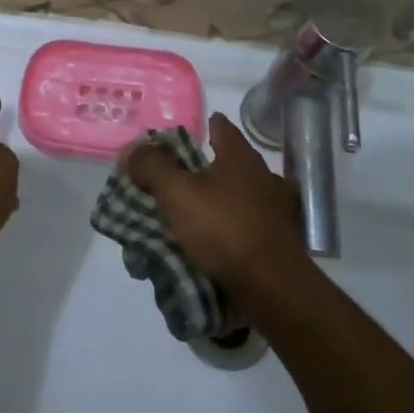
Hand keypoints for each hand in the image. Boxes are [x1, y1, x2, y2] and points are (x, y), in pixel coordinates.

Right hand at [124, 112, 306, 294]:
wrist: (271, 286)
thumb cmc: (223, 229)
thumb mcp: (176, 193)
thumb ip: (151, 166)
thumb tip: (132, 149)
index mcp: (241, 158)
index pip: (222, 129)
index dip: (206, 126)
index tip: (192, 130)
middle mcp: (264, 177)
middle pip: (232, 164)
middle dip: (208, 168)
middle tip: (181, 177)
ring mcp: (277, 211)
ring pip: (242, 196)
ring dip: (222, 201)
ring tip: (196, 213)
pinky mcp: (281, 242)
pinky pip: (250, 226)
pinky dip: (234, 228)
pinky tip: (218, 240)